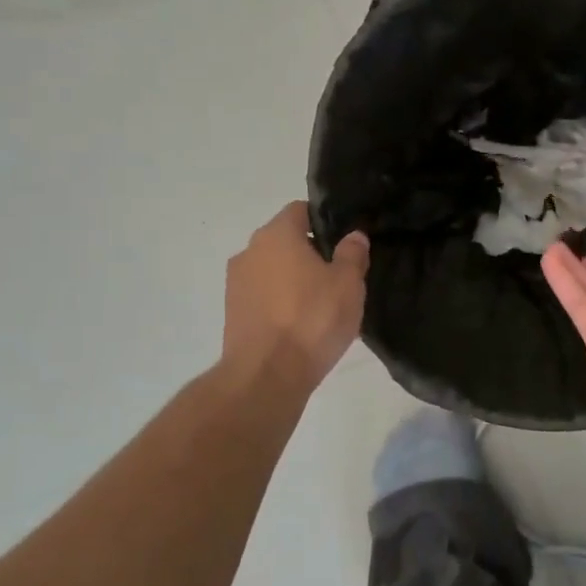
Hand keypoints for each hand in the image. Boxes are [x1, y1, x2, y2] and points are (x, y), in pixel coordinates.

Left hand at [221, 203, 368, 390]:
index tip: (344, 242)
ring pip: (272, 270)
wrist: (266, 376)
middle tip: (338, 275)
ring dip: (292, 279)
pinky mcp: (232, 313)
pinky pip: (262, 297)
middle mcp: (250, 251)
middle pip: (284, 240)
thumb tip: (353, 235)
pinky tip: (300, 325)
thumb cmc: (312, 319)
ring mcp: (236, 283)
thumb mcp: (348, 283)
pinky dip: (279, 303)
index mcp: (277, 234)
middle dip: (309, 252)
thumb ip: (352, 253)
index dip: (324, 222)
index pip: (301, 210)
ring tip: (320, 304)